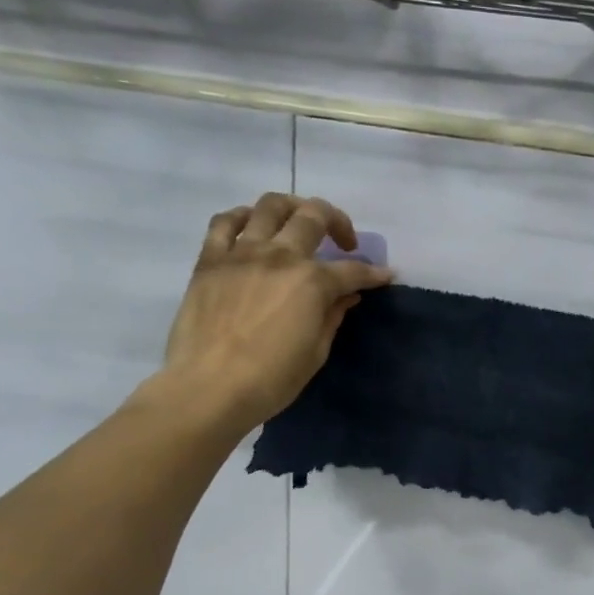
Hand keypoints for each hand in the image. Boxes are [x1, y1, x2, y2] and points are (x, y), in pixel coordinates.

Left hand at [151, 192, 392, 434]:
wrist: (208, 388)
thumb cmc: (271, 380)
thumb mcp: (315, 353)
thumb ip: (332, 317)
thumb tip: (345, 296)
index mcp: (312, 282)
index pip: (352, 270)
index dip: (374, 274)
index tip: (385, 275)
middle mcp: (280, 256)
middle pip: (314, 216)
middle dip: (338, 222)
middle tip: (344, 242)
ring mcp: (242, 253)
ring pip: (271, 206)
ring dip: (293, 207)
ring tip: (299, 222)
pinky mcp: (210, 260)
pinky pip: (225, 222)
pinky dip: (243, 217)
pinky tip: (252, 226)